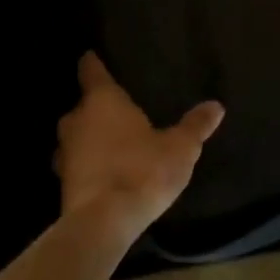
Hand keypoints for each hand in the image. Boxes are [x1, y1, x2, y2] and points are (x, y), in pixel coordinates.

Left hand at [55, 53, 224, 242]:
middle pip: (82, 105)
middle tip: (116, 108)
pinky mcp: (62, 183)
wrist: (103, 223)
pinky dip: (86, 163)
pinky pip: (75, 163)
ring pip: (74, 136)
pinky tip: (102, 171)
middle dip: (95, 106)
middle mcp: (77, 121)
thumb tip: (216, 105)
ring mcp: (65, 153)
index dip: (93, 63)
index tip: (92, 56)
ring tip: (109, 141)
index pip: (92, 71)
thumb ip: (196, 125)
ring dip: (87, 137)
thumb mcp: (180, 148)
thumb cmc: (142, 171)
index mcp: (103, 101)